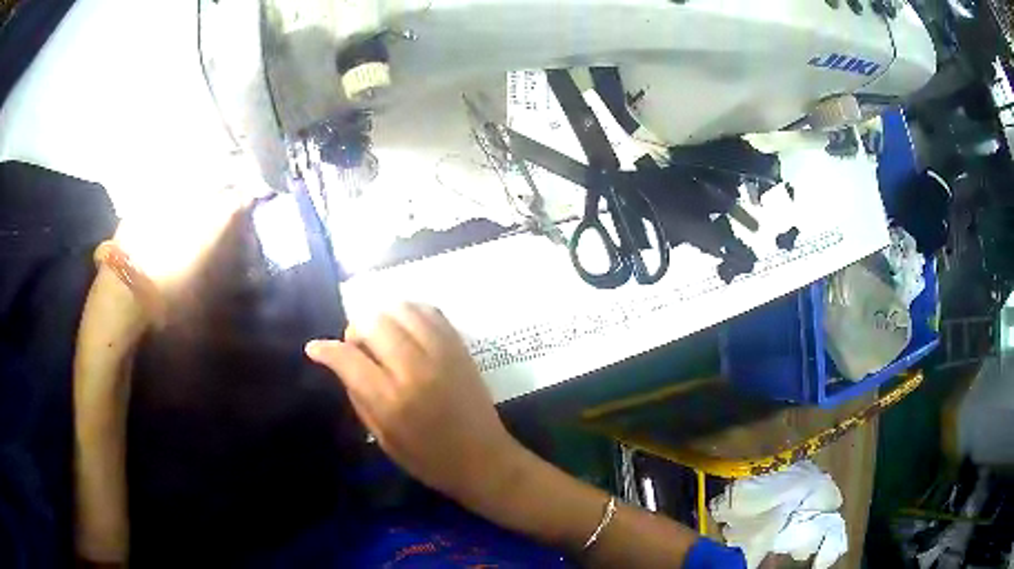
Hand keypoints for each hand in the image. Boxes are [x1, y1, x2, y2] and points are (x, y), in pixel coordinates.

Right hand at [305, 303, 525, 503]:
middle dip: (355, 331)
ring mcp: (441, 352)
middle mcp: (415, 368)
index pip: (347, 358)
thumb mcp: (383, 438)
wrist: (483, 459)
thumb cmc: (428, 459)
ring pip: (400, 308)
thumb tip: (340, 363)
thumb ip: (358, 396)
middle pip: (372, 322)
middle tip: (359, 349)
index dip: (325, 349)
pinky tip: (406, 330)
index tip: (316, 348)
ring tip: (382, 338)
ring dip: (382, 318)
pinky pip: (428, 310)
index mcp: (391, 400)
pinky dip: (409, 313)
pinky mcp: (459, 346)